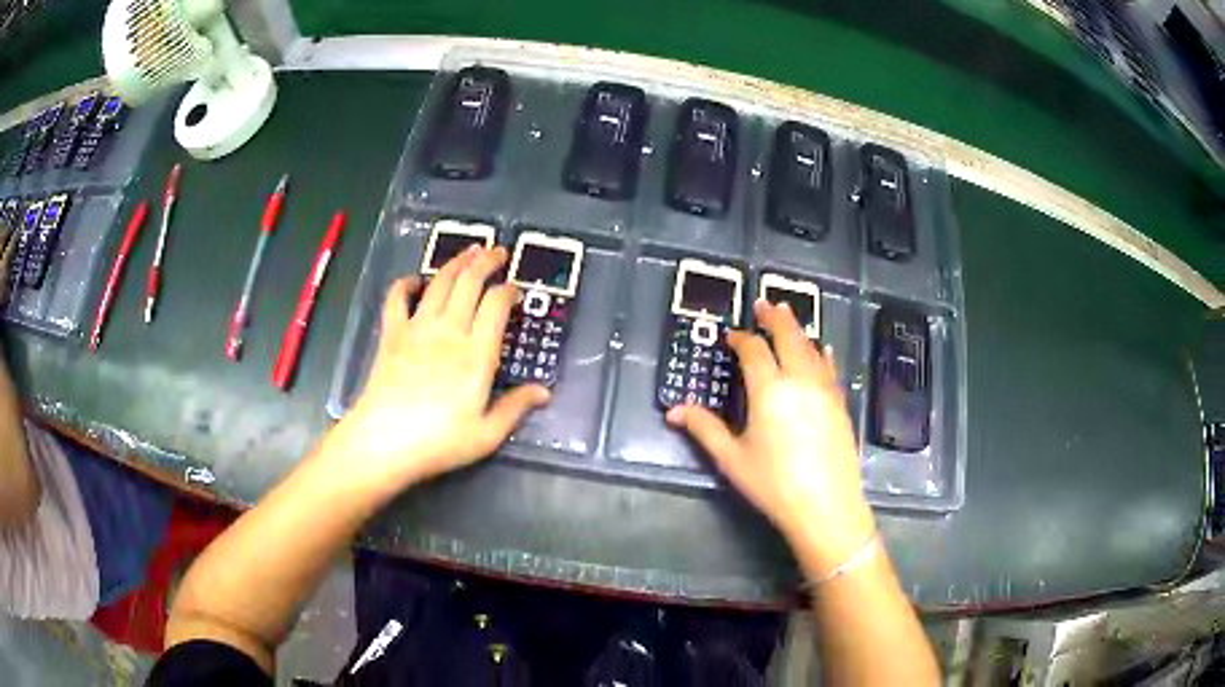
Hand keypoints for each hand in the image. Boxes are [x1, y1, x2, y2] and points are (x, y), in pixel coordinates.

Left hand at [327, 246, 549, 495]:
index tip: (515, 287)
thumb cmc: (439, 441)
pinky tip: (415, 280)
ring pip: (440, 282)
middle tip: (498, 252)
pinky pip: (397, 297)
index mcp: (476, 354)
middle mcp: (449, 331)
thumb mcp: (487, 434)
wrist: (384, 442)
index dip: (508, 290)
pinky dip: (406, 283)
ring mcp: (417, 328)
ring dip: (456, 263)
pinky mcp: (392, 333)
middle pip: (470, 282)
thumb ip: (515, 408)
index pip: (496, 305)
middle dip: (487, 262)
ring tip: (469, 252)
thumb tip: (544, 392)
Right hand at [666, 300, 873, 573]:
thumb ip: (704, 429)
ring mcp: (825, 390)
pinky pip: (830, 368)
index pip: (753, 351)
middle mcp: (799, 380)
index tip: (732, 336)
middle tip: (764, 304)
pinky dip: (822, 353)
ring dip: (798, 329)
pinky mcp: (840, 404)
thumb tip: (673, 411)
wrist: (826, 506)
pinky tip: (823, 349)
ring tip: (789, 315)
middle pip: (788, 337)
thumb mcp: (732, 459)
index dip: (741, 339)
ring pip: (811, 349)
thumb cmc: (774, 484)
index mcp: (769, 390)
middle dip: (774, 318)